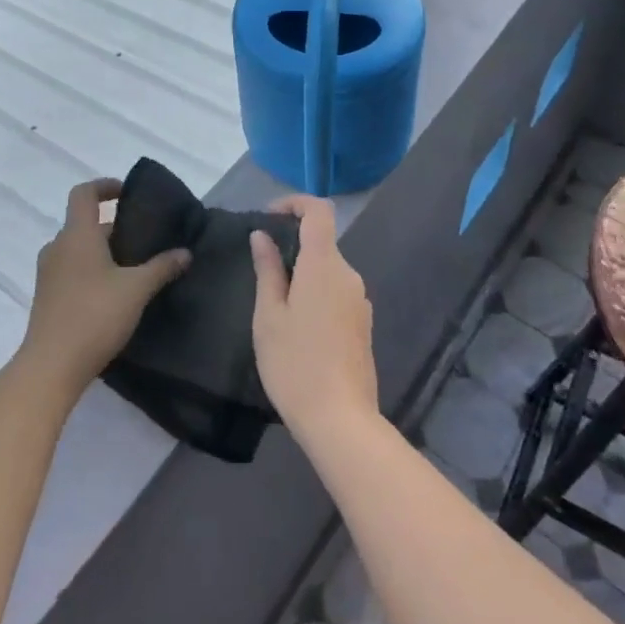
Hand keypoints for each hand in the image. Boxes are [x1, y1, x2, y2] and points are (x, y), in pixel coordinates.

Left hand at [20, 178, 190, 395]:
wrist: (51, 367)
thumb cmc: (95, 316)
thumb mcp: (137, 289)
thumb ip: (162, 267)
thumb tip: (185, 252)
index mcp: (77, 235)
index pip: (84, 193)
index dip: (105, 186)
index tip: (127, 193)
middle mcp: (58, 247)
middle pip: (84, 223)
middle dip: (113, 226)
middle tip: (143, 239)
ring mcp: (48, 274)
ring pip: (77, 248)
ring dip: (102, 251)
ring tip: (132, 268)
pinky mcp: (46, 298)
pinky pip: (71, 270)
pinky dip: (91, 270)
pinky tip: (113, 294)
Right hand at [250, 194, 378, 451]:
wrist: (341, 420)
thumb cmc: (295, 364)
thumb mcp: (269, 316)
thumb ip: (268, 270)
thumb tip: (262, 235)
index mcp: (324, 265)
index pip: (319, 211)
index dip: (295, 203)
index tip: (269, 216)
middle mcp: (348, 275)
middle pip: (322, 242)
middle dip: (293, 246)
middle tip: (261, 271)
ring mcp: (360, 300)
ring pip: (328, 270)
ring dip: (303, 274)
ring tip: (275, 305)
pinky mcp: (363, 324)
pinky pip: (337, 293)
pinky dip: (316, 294)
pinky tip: (298, 328)